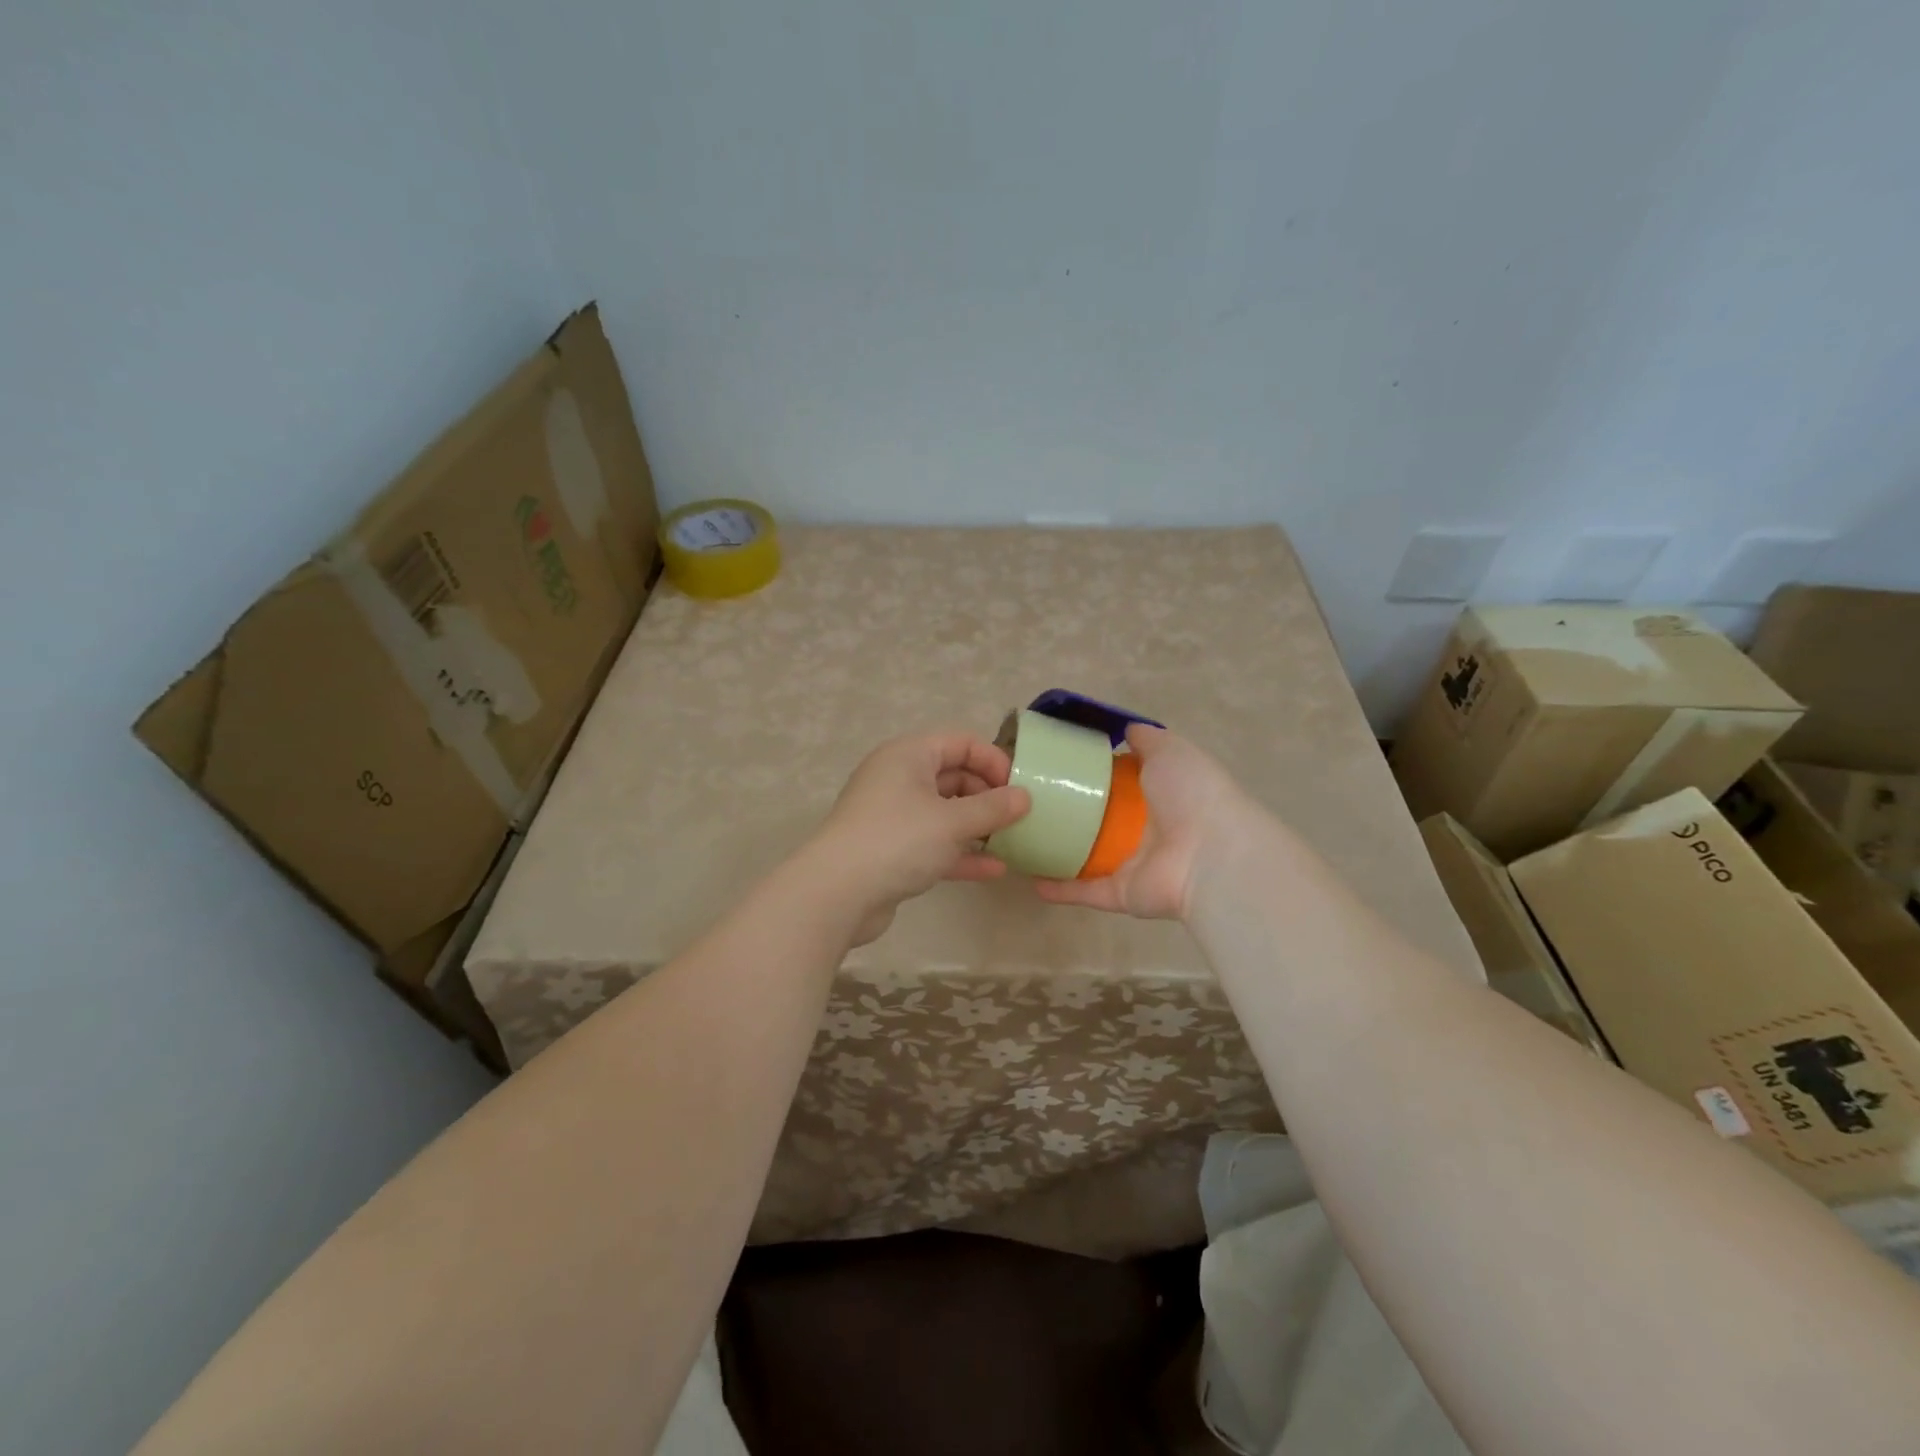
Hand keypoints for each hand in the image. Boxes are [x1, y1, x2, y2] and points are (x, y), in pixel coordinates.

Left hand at [808, 732, 1031, 944]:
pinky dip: (961, 852)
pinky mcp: (891, 850)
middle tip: (1018, 817)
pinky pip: (934, 843)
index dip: (992, 760)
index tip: (1019, 787)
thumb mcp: (952, 822)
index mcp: (908, 755)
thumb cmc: (898, 840)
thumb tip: (1024, 797)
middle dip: (988, 795)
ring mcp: (893, 816)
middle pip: (953, 776)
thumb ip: (993, 808)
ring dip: (977, 826)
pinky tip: (993, 870)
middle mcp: (898, 778)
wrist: (836, 894)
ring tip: (1012, 841)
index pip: (959, 742)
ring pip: (944, 812)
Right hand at [1032, 725, 1249, 921]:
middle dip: (1067, 813)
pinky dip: (1059, 888)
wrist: (1212, 854)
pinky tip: (1030, 879)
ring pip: (1086, 858)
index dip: (1089, 774)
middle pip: (1097, 821)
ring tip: (1021, 841)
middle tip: (1027, 801)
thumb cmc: (1191, 795)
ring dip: (1057, 852)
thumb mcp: (1171, 751)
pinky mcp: (1121, 893)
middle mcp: (1143, 830)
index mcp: (1156, 795)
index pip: (1117, 784)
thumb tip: (1126, 729)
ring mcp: (1131, 864)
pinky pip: (1084, 890)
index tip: (1054, 765)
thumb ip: (1148, 740)